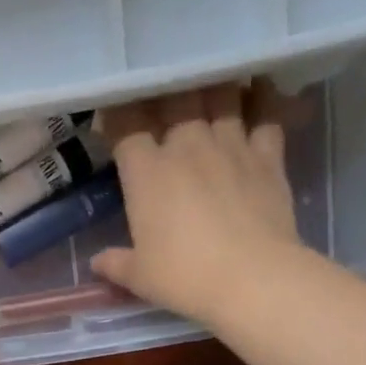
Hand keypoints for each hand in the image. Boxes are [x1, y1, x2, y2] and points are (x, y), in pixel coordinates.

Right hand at [91, 82, 312, 328]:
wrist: (252, 279)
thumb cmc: (184, 277)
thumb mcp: (139, 277)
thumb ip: (115, 264)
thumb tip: (97, 262)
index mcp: (146, 171)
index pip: (125, 124)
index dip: (116, 115)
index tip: (111, 116)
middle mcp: (186, 145)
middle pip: (174, 98)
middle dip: (165, 92)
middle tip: (161, 96)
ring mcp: (230, 146)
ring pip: (220, 96)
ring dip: (212, 88)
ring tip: (207, 85)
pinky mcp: (268, 156)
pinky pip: (266, 114)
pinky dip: (262, 100)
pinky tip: (259, 91)